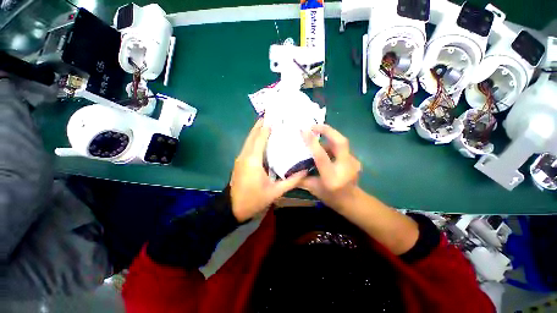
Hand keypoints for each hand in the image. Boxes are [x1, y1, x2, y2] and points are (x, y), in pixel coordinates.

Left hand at [230, 119, 306, 221]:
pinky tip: (262, 137)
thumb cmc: (254, 199)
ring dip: (257, 130)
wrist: (232, 208)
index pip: (260, 138)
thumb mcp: (275, 192)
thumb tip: (305, 170)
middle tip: (271, 115)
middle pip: (252, 135)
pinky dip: (255, 138)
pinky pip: (248, 145)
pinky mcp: (240, 161)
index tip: (274, 116)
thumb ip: (291, 181)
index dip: (266, 126)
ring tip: (268, 122)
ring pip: (249, 139)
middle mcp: (245, 155)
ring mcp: (241, 157)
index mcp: (253, 160)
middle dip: (260, 124)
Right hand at [301, 124, 360, 210]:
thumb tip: (287, 171)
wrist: (353, 202)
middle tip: (313, 126)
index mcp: (331, 177)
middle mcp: (345, 167)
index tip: (303, 130)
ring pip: (340, 142)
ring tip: (316, 136)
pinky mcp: (355, 159)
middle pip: (340, 142)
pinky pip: (341, 147)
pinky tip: (325, 147)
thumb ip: (301, 178)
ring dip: (328, 137)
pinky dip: (331, 144)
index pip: (321, 156)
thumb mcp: (314, 189)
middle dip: (327, 130)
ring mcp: (353, 162)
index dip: (312, 142)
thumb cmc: (331, 197)